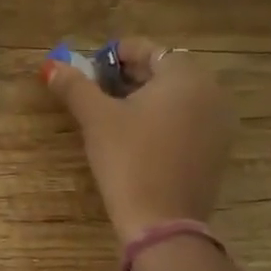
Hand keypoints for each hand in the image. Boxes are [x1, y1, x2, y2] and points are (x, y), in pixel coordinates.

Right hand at [44, 38, 236, 239]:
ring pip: (177, 97)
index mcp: (185, 76)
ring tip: (112, 113)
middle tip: (95, 89)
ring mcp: (219, 124)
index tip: (89, 69)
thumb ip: (75, 86)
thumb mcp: (96, 118)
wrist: (161, 220)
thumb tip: (52, 66)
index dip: (115, 54)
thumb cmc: (128, 159)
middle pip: (165, 71)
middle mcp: (211, 92)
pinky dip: (162, 119)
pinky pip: (187, 120)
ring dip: (145, 97)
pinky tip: (136, 137)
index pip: (148, 49)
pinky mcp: (216, 151)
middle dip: (129, 75)